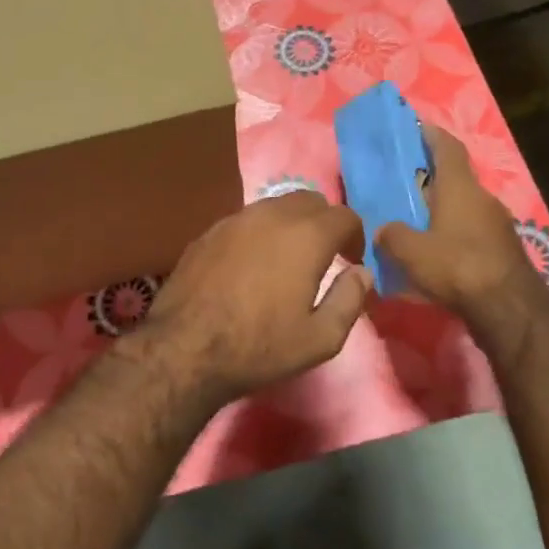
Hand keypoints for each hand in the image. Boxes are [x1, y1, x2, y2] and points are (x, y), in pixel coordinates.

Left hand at [131, 191, 371, 407]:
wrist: (186, 348)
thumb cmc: (260, 346)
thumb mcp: (320, 338)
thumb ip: (350, 299)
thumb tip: (363, 273)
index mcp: (306, 236)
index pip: (344, 216)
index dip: (355, 236)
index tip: (351, 261)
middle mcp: (272, 215)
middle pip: (310, 200)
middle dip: (324, 222)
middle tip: (324, 255)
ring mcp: (236, 219)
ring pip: (275, 205)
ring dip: (291, 223)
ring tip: (288, 258)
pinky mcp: (209, 231)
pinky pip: (246, 220)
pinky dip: (260, 232)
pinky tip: (252, 263)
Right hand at [377, 126, 548, 359]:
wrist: (510, 309)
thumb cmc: (457, 266)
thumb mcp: (411, 251)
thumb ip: (392, 236)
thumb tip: (383, 231)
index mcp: (460, 187)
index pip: (448, 147)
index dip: (431, 133)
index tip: (414, 126)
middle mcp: (482, 198)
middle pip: (455, 178)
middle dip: (430, 179)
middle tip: (402, 185)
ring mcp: (497, 225)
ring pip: (463, 207)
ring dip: (441, 211)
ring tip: (415, 224)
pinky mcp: (503, 250)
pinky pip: (472, 233)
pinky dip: (453, 236)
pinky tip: (436, 256)